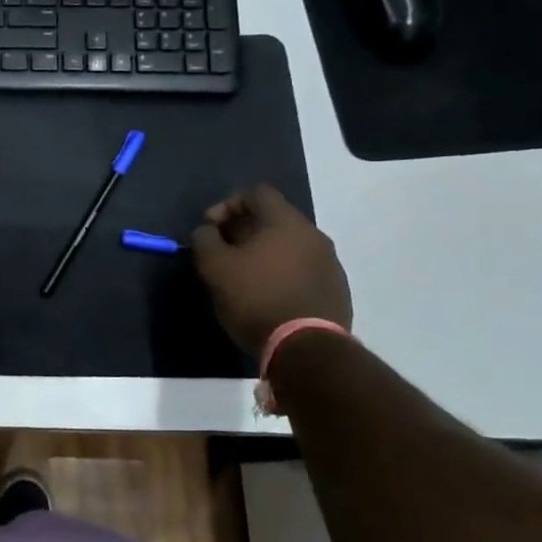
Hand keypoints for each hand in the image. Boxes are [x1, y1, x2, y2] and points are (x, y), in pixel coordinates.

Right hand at [191, 185, 350, 355]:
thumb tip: (207, 231)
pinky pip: (302, 269)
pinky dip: (281, 273)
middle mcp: (314, 235)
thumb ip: (205, 240)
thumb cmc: (255, 299)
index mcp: (286, 222)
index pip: (256, 193)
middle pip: (273, 219)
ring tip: (243, 278)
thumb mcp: (214, 267)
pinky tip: (267, 296)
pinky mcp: (336, 290)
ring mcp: (330, 263)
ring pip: (289, 246)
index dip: (227, 205)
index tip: (210, 229)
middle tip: (222, 254)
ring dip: (263, 254)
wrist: (306, 348)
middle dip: (243, 231)